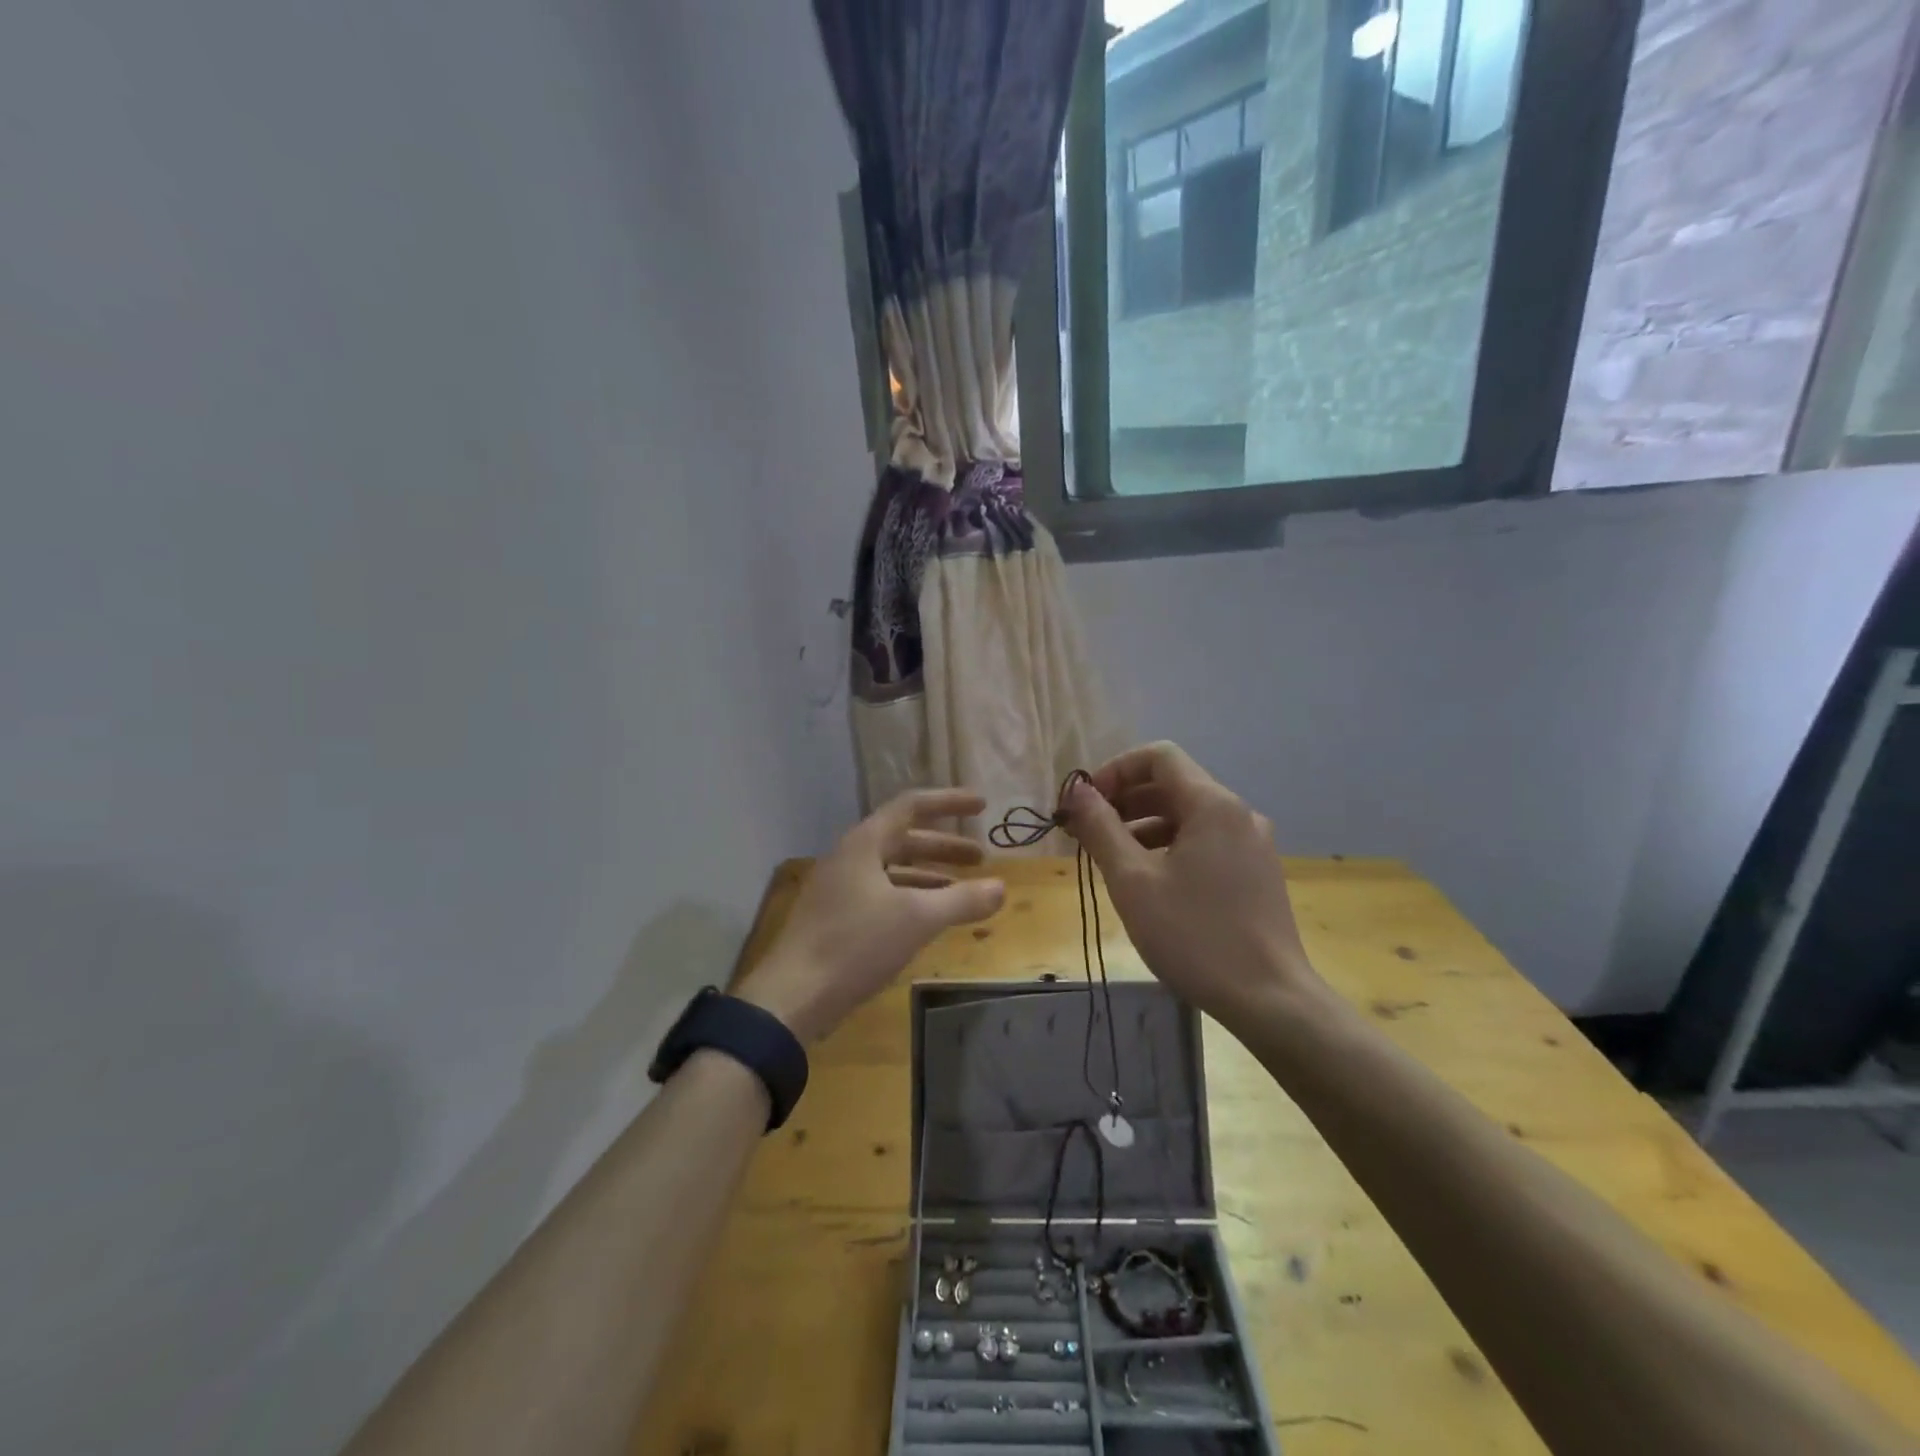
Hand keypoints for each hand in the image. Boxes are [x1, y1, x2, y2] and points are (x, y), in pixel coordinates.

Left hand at [735, 789, 1005, 1042]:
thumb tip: (1001, 888)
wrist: (791, 997)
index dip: (949, 802)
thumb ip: (962, 900)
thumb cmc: (855, 944)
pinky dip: (912, 899)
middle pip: (904, 839)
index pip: (912, 806)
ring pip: (893, 870)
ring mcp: (840, 889)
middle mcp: (851, 857)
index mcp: (864, 843)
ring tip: (963, 890)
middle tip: (980, 857)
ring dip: (930, 875)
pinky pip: (883, 895)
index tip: (982, 805)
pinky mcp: (837, 918)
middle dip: (944, 846)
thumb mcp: (917, 919)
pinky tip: (930, 920)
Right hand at [1061, 742, 1318, 1026]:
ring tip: (1111, 860)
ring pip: (1188, 816)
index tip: (1085, 804)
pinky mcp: (1257, 873)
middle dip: (1124, 801)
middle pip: (1173, 785)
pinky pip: (1206, 842)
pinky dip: (1171, 847)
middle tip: (1087, 833)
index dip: (1115, 770)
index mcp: (1213, 804)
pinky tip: (1149, 882)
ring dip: (1144, 826)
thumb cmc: (1194, 936)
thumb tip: (1076, 791)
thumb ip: (1100, 828)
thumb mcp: (1132, 881)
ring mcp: (1253, 844)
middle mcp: (1238, 813)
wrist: (1271, 1001)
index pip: (1158, 756)